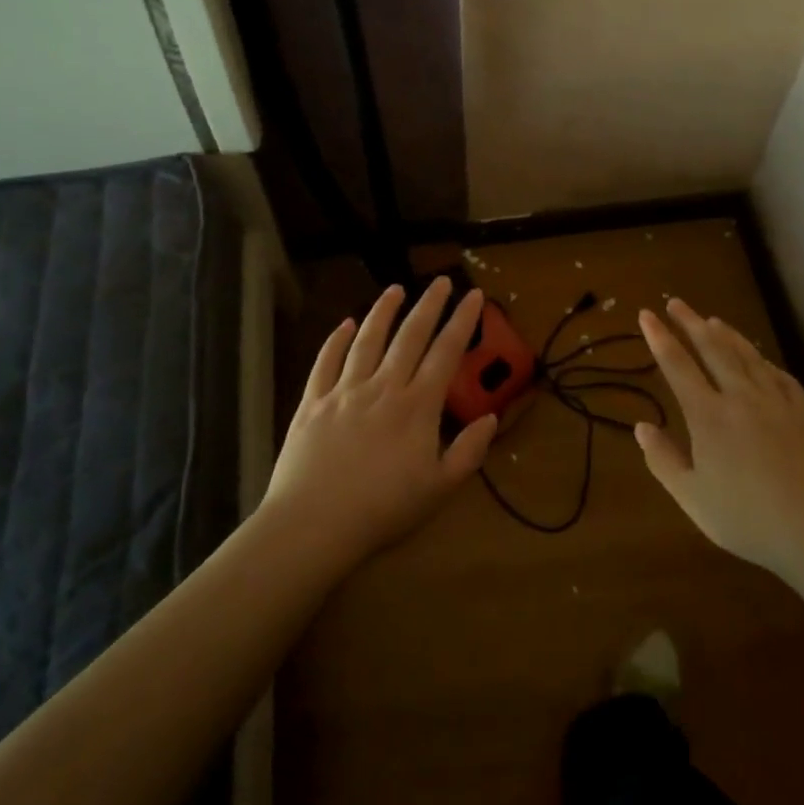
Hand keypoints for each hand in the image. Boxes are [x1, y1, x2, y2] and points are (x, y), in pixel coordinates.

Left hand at [264, 278, 499, 569]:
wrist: (314, 523)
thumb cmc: (382, 510)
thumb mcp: (439, 489)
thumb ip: (468, 452)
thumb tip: (491, 418)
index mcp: (417, 406)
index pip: (445, 353)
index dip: (462, 321)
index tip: (473, 296)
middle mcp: (382, 387)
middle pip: (409, 336)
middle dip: (429, 305)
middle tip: (441, 280)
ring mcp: (344, 391)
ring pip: (367, 340)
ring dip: (383, 311)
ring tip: (396, 288)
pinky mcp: (312, 401)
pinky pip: (326, 361)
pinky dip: (336, 339)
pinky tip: (344, 324)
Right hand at [634, 298, 803, 575]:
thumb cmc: (749, 519)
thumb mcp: (692, 498)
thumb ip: (663, 460)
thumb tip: (641, 427)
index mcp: (708, 416)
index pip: (677, 366)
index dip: (660, 338)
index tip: (646, 314)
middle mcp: (741, 398)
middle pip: (713, 348)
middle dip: (691, 322)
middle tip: (676, 302)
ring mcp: (777, 402)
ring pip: (747, 356)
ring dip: (727, 334)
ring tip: (712, 319)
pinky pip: (780, 376)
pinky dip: (764, 361)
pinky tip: (761, 360)